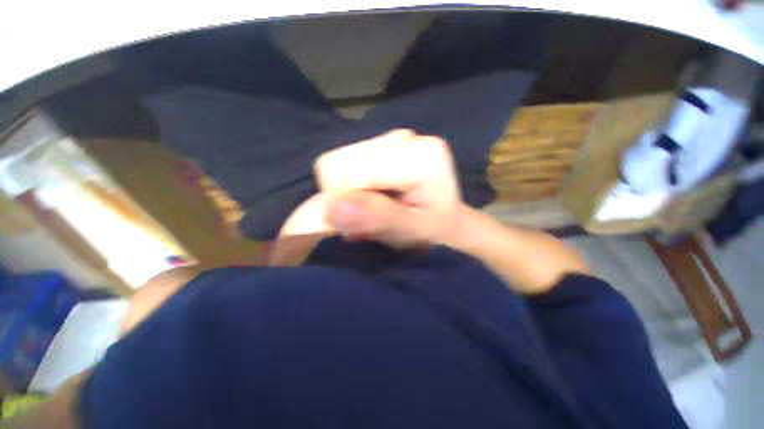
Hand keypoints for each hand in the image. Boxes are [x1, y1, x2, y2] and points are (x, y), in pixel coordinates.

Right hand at [315, 129, 461, 247]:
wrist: (443, 221)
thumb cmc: (434, 231)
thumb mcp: (414, 232)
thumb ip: (380, 218)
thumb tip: (334, 207)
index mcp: (420, 155)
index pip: (356, 170)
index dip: (349, 203)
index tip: (362, 227)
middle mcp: (402, 138)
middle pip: (338, 164)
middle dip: (345, 199)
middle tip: (369, 220)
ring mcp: (387, 139)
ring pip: (334, 165)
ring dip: (345, 196)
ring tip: (371, 211)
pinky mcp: (376, 146)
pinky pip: (339, 167)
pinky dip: (346, 189)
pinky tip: (369, 200)